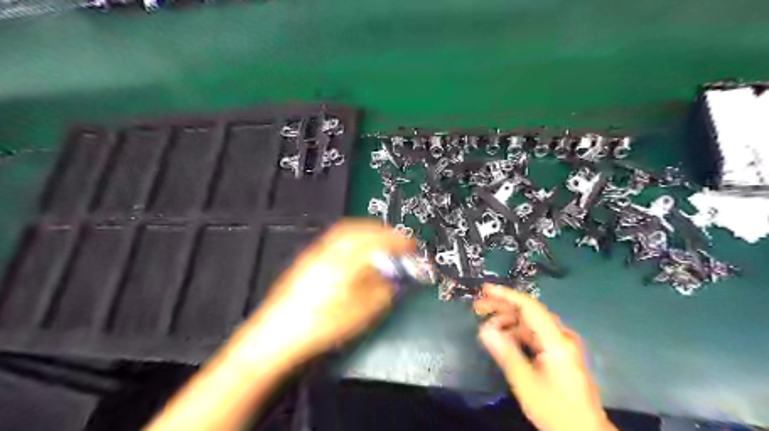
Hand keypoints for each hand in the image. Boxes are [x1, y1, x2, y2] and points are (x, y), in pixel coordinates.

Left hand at [244, 221, 414, 364]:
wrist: (278, 335)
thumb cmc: (316, 326)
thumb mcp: (360, 313)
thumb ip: (383, 291)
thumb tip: (395, 280)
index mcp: (345, 262)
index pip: (378, 241)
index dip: (399, 241)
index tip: (411, 245)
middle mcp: (329, 252)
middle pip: (361, 228)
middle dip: (383, 231)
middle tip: (398, 240)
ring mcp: (316, 253)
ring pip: (347, 230)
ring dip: (367, 232)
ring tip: (380, 242)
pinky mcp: (307, 260)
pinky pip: (335, 238)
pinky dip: (352, 238)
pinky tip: (356, 251)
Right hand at [472, 284, 616, 430]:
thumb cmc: (555, 410)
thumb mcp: (525, 383)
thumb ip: (505, 353)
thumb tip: (483, 329)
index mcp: (556, 340)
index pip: (529, 307)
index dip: (506, 295)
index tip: (484, 290)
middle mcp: (561, 337)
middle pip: (529, 313)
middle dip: (502, 307)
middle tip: (477, 308)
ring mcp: (561, 345)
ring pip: (530, 324)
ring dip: (508, 322)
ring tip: (486, 328)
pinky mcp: (558, 354)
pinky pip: (534, 336)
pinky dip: (516, 335)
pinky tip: (502, 340)